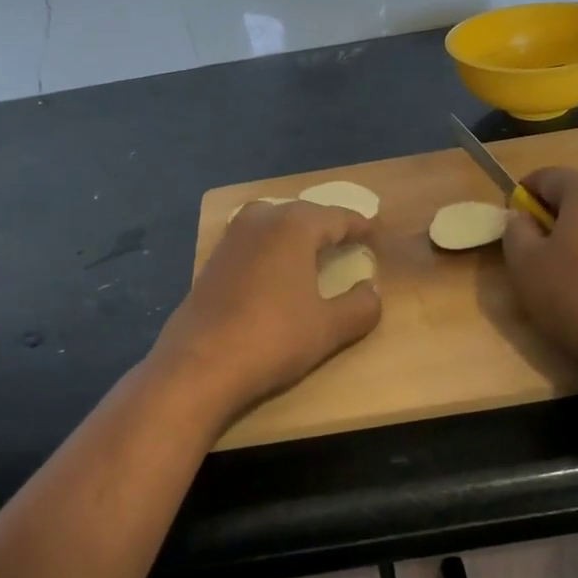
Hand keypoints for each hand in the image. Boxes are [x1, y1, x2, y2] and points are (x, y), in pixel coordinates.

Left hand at [150, 200, 382, 419]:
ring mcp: (231, 239)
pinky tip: (276, 271)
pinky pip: (252, 242)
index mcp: (294, 226)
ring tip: (313, 251)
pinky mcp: (212, 261)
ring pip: (272, 222)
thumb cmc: (272, 339)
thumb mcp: (329, 328)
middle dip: (327, 224)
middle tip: (348, 239)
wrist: (199, 365)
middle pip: (303, 213)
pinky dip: (271, 248)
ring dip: (295, 233)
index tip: (378, 233)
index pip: (337, 217)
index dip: (361, 225)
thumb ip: (360, 306)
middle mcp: (261, 220)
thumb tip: (372, 290)